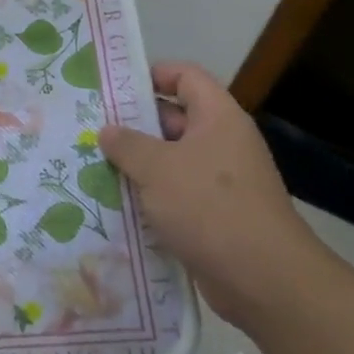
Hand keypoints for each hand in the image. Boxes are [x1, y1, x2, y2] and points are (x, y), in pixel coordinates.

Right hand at [99, 62, 328, 332]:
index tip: (113, 88)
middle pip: (174, 118)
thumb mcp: (157, 168)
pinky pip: (176, 194)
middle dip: (133, 124)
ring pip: (171, 160)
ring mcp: (220, 181)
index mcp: (218, 118)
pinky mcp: (215, 215)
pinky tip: (116, 203)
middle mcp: (222, 143)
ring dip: (137, 164)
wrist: (263, 278)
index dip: (151, 75)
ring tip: (93, 165)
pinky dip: (149, 196)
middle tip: (90, 129)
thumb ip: (127, 144)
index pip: (185, 76)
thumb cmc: (209, 207)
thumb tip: (108, 131)